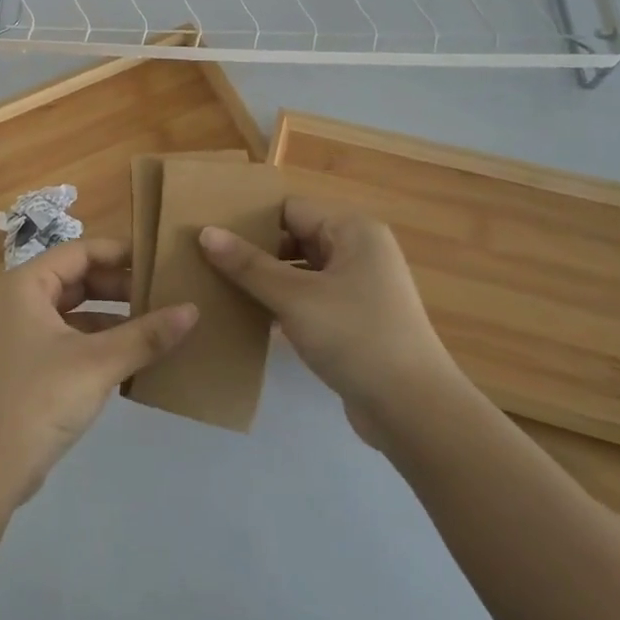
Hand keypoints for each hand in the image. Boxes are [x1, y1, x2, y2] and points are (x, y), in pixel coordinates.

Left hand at [0, 239, 197, 505]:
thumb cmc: (39, 400)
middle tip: (165, 295)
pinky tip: (132, 357)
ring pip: (75, 311)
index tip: (161, 261)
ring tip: (157, 324)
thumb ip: (146, 335)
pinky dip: (98, 342)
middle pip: (78, 279)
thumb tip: (192, 309)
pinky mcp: (27, 365)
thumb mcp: (98, 363)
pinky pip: (69, 338)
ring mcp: (20, 334)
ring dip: (113, 317)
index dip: (121, 253)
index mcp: (26, 284)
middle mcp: (19, 300)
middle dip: (121, 287)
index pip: (81, 251)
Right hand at [200, 199, 454, 441]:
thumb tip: (205, 232)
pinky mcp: (354, 320)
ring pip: (300, 271)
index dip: (250, 219)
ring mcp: (358, 287)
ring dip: (266, 279)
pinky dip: (282, 303)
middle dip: (254, 250)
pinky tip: (248, 316)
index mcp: (352, 230)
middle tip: (206, 259)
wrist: (414, 410)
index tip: (209, 231)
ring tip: (218, 286)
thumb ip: (249, 265)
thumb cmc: (355, 337)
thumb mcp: (295, 298)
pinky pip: (309, 298)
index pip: (290, 209)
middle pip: (295, 237)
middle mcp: (359, 250)